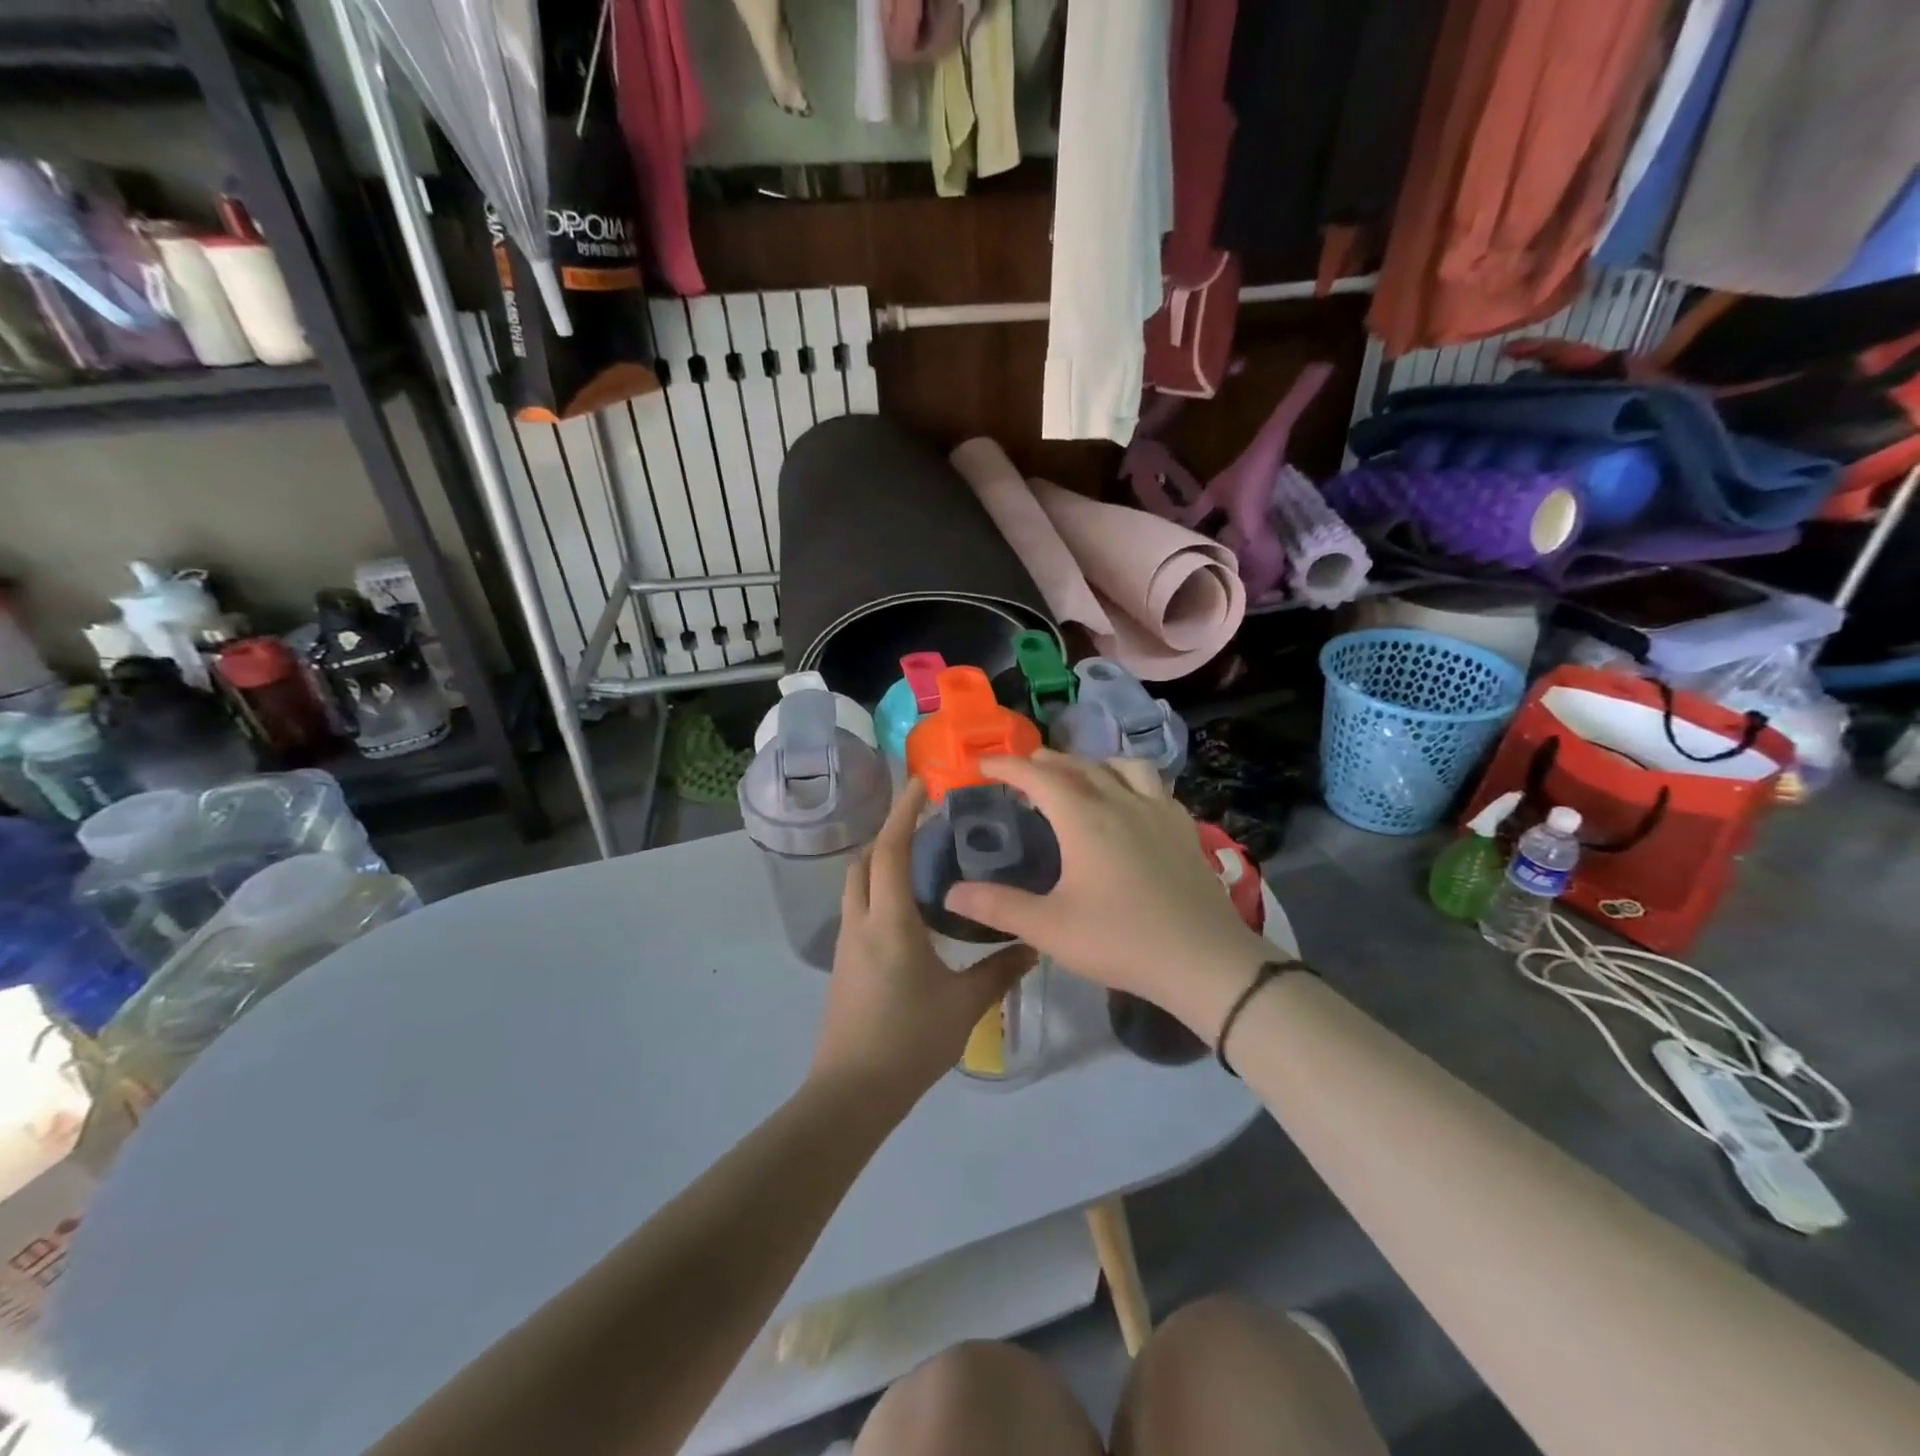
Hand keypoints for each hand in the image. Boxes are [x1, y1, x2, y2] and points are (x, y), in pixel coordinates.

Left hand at [810, 778, 1033, 1104]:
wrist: (851, 1093)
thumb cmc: (909, 1041)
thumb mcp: (964, 1005)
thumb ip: (1000, 970)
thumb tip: (1034, 945)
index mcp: (889, 921)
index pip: (890, 849)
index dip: (903, 811)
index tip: (920, 783)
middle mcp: (860, 922)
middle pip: (865, 860)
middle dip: (889, 833)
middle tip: (926, 824)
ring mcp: (846, 943)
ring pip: (857, 884)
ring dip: (881, 862)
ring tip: (920, 860)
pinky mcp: (843, 964)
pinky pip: (858, 908)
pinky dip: (878, 890)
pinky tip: (908, 910)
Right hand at [942, 751, 1268, 1036]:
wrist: (1203, 960)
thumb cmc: (1120, 941)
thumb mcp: (1049, 928)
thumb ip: (998, 906)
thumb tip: (950, 893)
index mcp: (1084, 818)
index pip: (1037, 776)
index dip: (1006, 766)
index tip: (982, 765)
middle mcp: (1120, 801)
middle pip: (1077, 765)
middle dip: (1044, 761)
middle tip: (1021, 771)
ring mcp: (1157, 811)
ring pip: (1121, 766)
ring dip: (1091, 763)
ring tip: (1077, 777)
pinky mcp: (1183, 827)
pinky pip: (1153, 785)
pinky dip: (1129, 780)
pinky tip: (1129, 803)